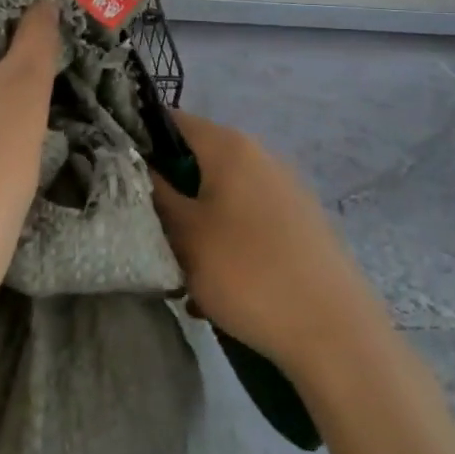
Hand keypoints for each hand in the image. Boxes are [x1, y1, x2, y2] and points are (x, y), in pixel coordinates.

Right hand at [151, 110, 380, 376]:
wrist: (334, 332)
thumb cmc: (248, 272)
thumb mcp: (186, 234)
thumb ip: (155, 193)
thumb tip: (135, 164)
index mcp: (230, 146)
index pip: (172, 121)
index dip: (141, 140)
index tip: (119, 174)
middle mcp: (261, 156)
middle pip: (198, 161)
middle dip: (170, 194)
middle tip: (150, 232)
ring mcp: (286, 189)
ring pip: (222, 196)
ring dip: (196, 225)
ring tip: (183, 271)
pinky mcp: (301, 224)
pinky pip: (248, 221)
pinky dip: (227, 243)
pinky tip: (219, 289)